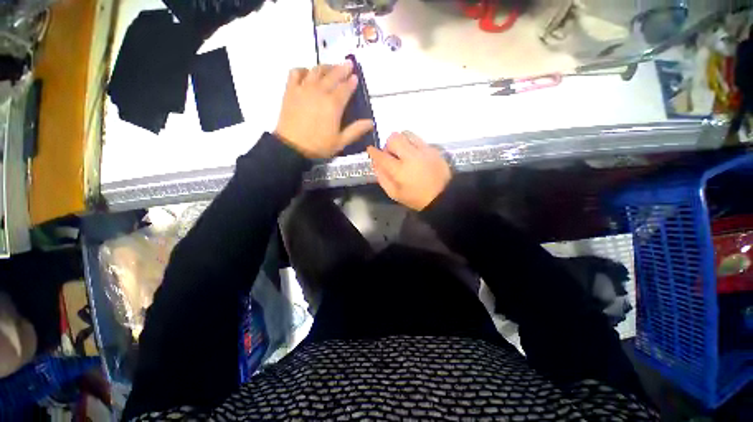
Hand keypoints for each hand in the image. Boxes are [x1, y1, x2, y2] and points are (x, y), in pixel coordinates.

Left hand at [275, 62, 373, 158]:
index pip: (345, 88)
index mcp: (333, 104)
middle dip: (342, 68)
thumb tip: (371, 122)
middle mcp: (320, 91)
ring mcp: (304, 88)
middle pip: (333, 75)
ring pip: (316, 70)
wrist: (293, 147)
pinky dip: (303, 70)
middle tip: (348, 64)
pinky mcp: (290, 90)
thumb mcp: (341, 141)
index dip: (351, 82)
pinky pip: (296, 72)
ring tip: (331, 67)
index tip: (356, 77)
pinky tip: (307, 73)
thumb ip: (356, 130)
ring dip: (326, 67)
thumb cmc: (319, 145)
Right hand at [367, 132, 451, 210]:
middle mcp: (411, 156)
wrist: (443, 196)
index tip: (371, 150)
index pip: (381, 156)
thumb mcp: (395, 194)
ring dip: (401, 141)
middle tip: (392, 155)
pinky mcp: (433, 149)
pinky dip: (412, 144)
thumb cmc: (416, 198)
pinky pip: (418, 139)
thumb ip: (382, 178)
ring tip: (403, 152)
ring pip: (407, 133)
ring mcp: (423, 150)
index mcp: (399, 171)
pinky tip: (415, 156)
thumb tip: (375, 163)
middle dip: (388, 145)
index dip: (373, 152)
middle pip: (394, 138)